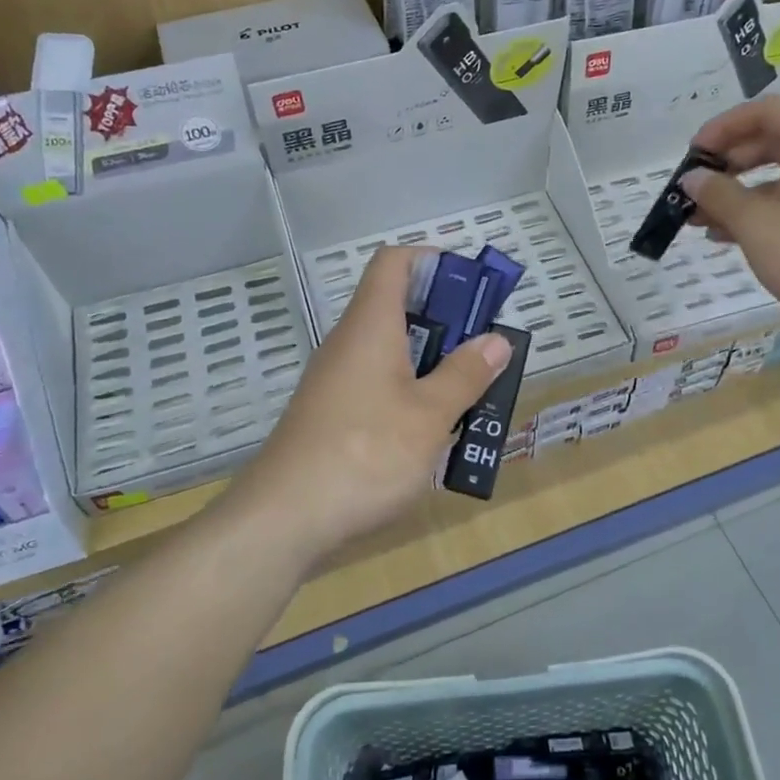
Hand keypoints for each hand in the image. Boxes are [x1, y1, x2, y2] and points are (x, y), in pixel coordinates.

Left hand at [228, 246, 509, 561]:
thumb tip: (495, 340)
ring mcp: (336, 381)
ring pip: (391, 351)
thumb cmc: (365, 454)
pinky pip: (378, 385)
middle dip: (447, 320)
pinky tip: (434, 430)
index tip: (473, 286)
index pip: (394, 262)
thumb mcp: (429, 416)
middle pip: (397, 307)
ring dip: (433, 363)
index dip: (434, 260)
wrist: (283, 519)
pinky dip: (411, 392)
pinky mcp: (332, 415)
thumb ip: (465, 375)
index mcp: (371, 326)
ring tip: (473, 393)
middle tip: (486, 350)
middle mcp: (349, 343)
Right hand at [682, 97, 779, 341]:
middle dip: (727, 166)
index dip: (721, 128)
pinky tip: (733, 237)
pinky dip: (764, 209)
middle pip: (771, 141)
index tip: (693, 155)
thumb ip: (717, 194)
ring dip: (740, 193)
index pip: (762, 112)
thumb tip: (691, 178)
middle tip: (696, 188)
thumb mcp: (753, 222)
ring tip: (704, 220)